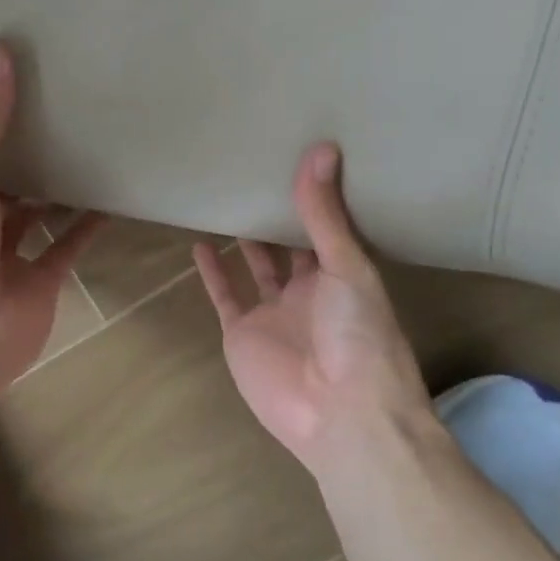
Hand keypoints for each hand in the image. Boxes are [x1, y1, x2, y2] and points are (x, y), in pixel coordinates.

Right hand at [193, 143, 432, 476]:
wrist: (340, 413)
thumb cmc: (359, 334)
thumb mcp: (346, 267)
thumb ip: (326, 214)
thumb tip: (322, 148)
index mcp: (342, 274)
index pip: (326, 227)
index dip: (313, 197)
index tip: (296, 156)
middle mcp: (308, 291)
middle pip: (288, 245)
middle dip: (275, 214)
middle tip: (255, 168)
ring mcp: (273, 313)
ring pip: (255, 267)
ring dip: (243, 238)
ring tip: (225, 197)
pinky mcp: (242, 333)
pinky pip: (224, 295)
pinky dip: (212, 271)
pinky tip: (200, 241)